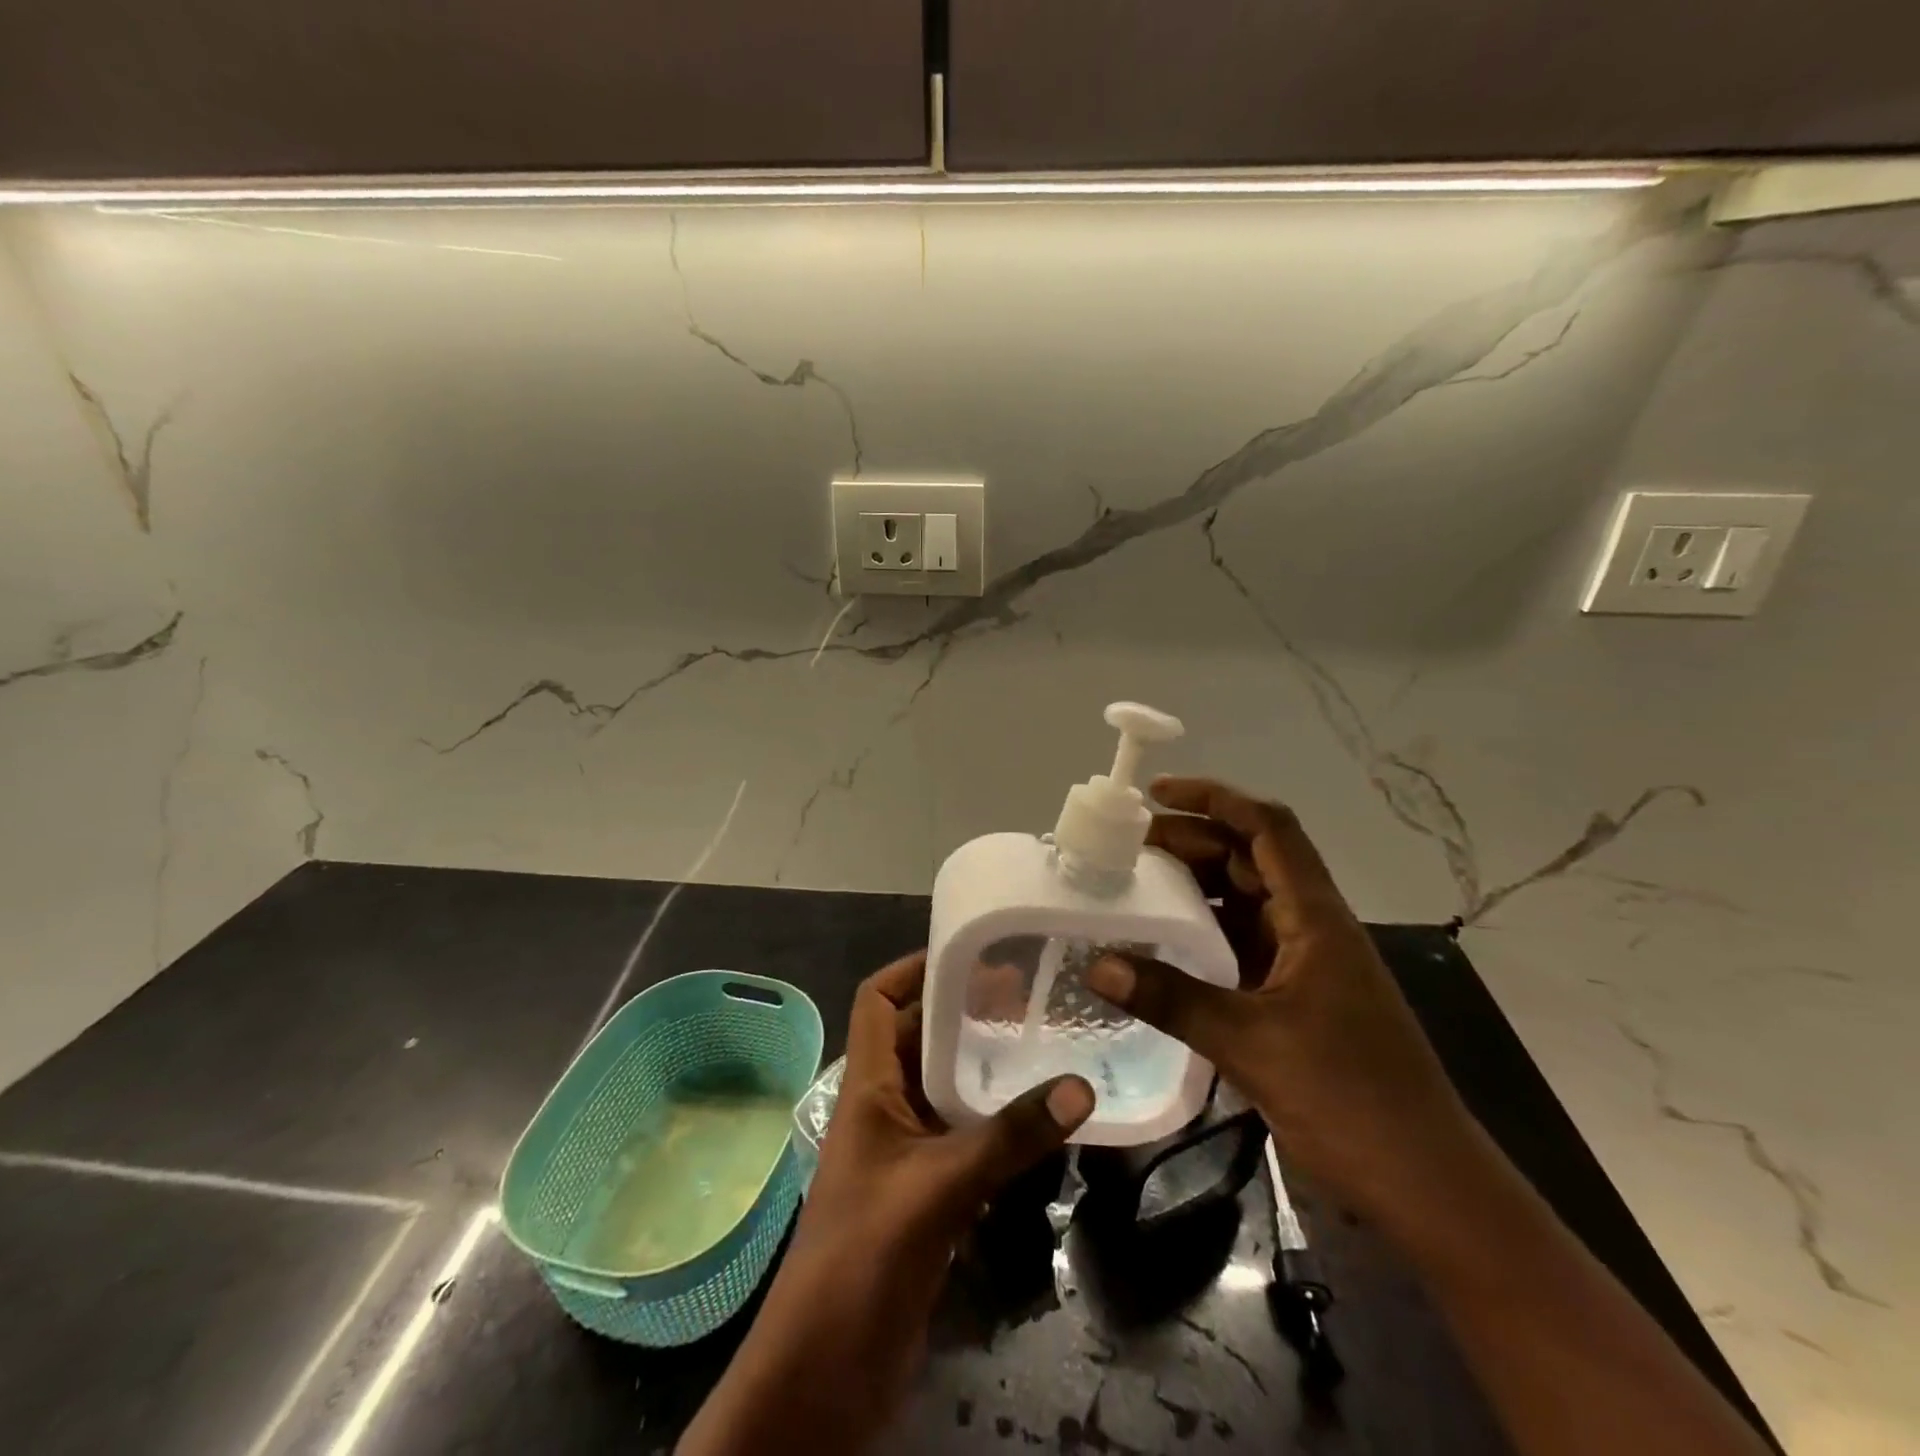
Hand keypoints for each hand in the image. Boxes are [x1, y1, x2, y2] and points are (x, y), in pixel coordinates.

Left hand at [680, 952, 1092, 1455]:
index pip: (877, 1001)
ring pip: (943, 1087)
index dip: (913, 968)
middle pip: (919, 1037)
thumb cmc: (865, 1254)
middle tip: (1027, 993)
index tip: (969, 952)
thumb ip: (1009, 1137)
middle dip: (964, 1011)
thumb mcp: (940, 1186)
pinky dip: (993, 1119)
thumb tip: (1080, 1087)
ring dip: (982, 1065)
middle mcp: (882, 1107)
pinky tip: (1037, 1117)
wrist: (827, 1369)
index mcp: (866, 1086)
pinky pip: (960, 1135)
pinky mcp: (924, 1192)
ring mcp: (902, 1151)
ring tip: (1040, 1041)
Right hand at [1085, 777, 1481, 1225]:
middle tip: (1127, 845)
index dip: (1214, 799)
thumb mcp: (1251, 1044)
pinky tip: (1163, 943)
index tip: (1156, 795)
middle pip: (1250, 860)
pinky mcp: (1296, 997)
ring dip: (1196, 887)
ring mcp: (1305, 963)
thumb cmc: (1349, 1098)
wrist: (1425, 1184)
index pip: (1267, 828)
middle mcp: (1311, 926)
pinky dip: (1203, 934)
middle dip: (1191, 842)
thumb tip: (1096, 964)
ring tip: (1135, 883)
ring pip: (1245, 902)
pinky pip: (1242, 945)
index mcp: (1314, 917)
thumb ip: (1171, 999)